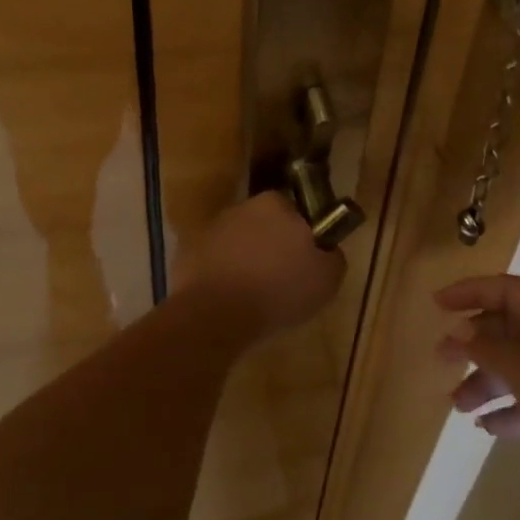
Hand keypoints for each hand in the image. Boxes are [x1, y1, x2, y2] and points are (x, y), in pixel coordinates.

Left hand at [174, 192, 344, 338]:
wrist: (215, 315)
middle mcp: (241, 207)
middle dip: (272, 246)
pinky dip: (221, 276)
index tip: (304, 262)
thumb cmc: (278, 291)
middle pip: (264, 224)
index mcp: (276, 203)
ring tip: (253, 296)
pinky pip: (213, 262)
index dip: (302, 236)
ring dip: (245, 260)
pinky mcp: (187, 251)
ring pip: (237, 242)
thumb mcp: (327, 279)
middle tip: (281, 280)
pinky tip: (229, 301)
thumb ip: (332, 256)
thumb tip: (326, 250)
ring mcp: (211, 228)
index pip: (295, 211)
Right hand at [437, 275, 519, 519]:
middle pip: (508, 329)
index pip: (507, 290)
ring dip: (484, 380)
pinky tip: (484, 426)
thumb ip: (490, 351)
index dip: (470, 292)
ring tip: (456, 404)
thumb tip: (459, 330)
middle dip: (473, 342)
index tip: (437, 304)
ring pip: (515, 367)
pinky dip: (506, 409)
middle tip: (440, 358)